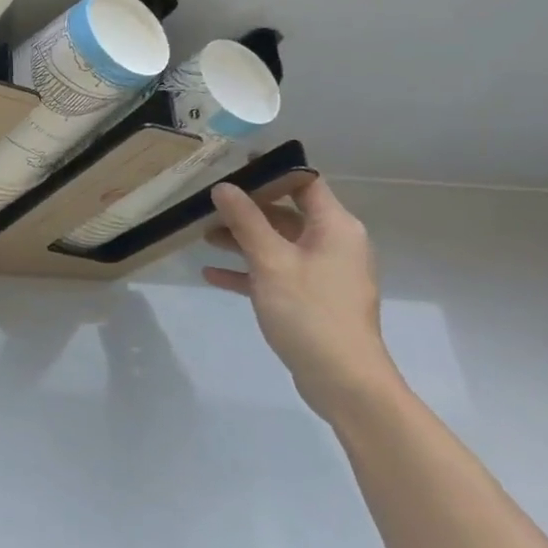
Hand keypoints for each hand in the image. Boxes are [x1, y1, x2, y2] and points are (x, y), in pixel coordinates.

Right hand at [203, 176, 400, 421]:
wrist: (343, 381)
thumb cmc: (310, 311)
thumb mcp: (270, 261)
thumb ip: (245, 220)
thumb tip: (223, 187)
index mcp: (334, 227)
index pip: (304, 183)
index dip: (271, 171)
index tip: (233, 166)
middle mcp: (333, 244)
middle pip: (286, 213)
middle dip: (247, 209)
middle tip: (208, 202)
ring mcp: (323, 273)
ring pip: (278, 244)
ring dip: (243, 239)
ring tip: (203, 236)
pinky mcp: (311, 299)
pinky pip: (276, 273)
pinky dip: (248, 271)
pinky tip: (212, 274)